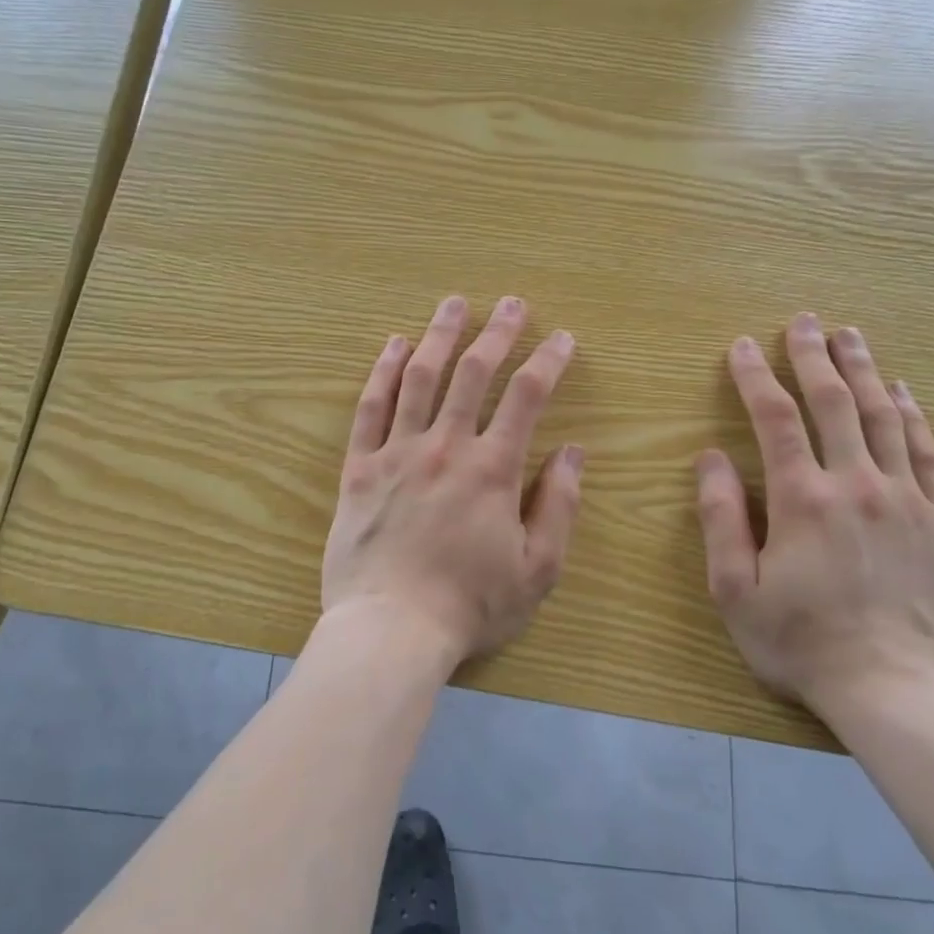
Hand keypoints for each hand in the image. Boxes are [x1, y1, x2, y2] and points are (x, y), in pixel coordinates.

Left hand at [321, 295, 582, 666]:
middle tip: (512, 303)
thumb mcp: (537, 570)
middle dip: (498, 332)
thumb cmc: (469, 606)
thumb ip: (559, 507)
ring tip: (453, 304)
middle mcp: (445, 447)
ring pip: (420, 378)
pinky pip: (371, 408)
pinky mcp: (359, 467)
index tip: (562, 338)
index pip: (526, 397)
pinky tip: (394, 345)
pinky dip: (383, 372)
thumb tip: (574, 452)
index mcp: (492, 469)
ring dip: (440, 335)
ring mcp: (397, 452)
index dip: (548, 361)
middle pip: (473, 373)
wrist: (390, 630)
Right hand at [695, 313, 933, 722]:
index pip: (775, 420)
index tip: (741, 347)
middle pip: (834, 403)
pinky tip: (903, 392)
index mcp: (802, 499)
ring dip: (864, 371)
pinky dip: (912, 417)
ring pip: (883, 418)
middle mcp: (856, 485)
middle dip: (813, 357)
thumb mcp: (735, 588)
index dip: (755, 377)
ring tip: (851, 336)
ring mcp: (905, 500)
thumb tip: (710, 457)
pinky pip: (927, 454)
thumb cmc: (800, 641)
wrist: (897, 692)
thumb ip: (721, 518)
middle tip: (804, 321)